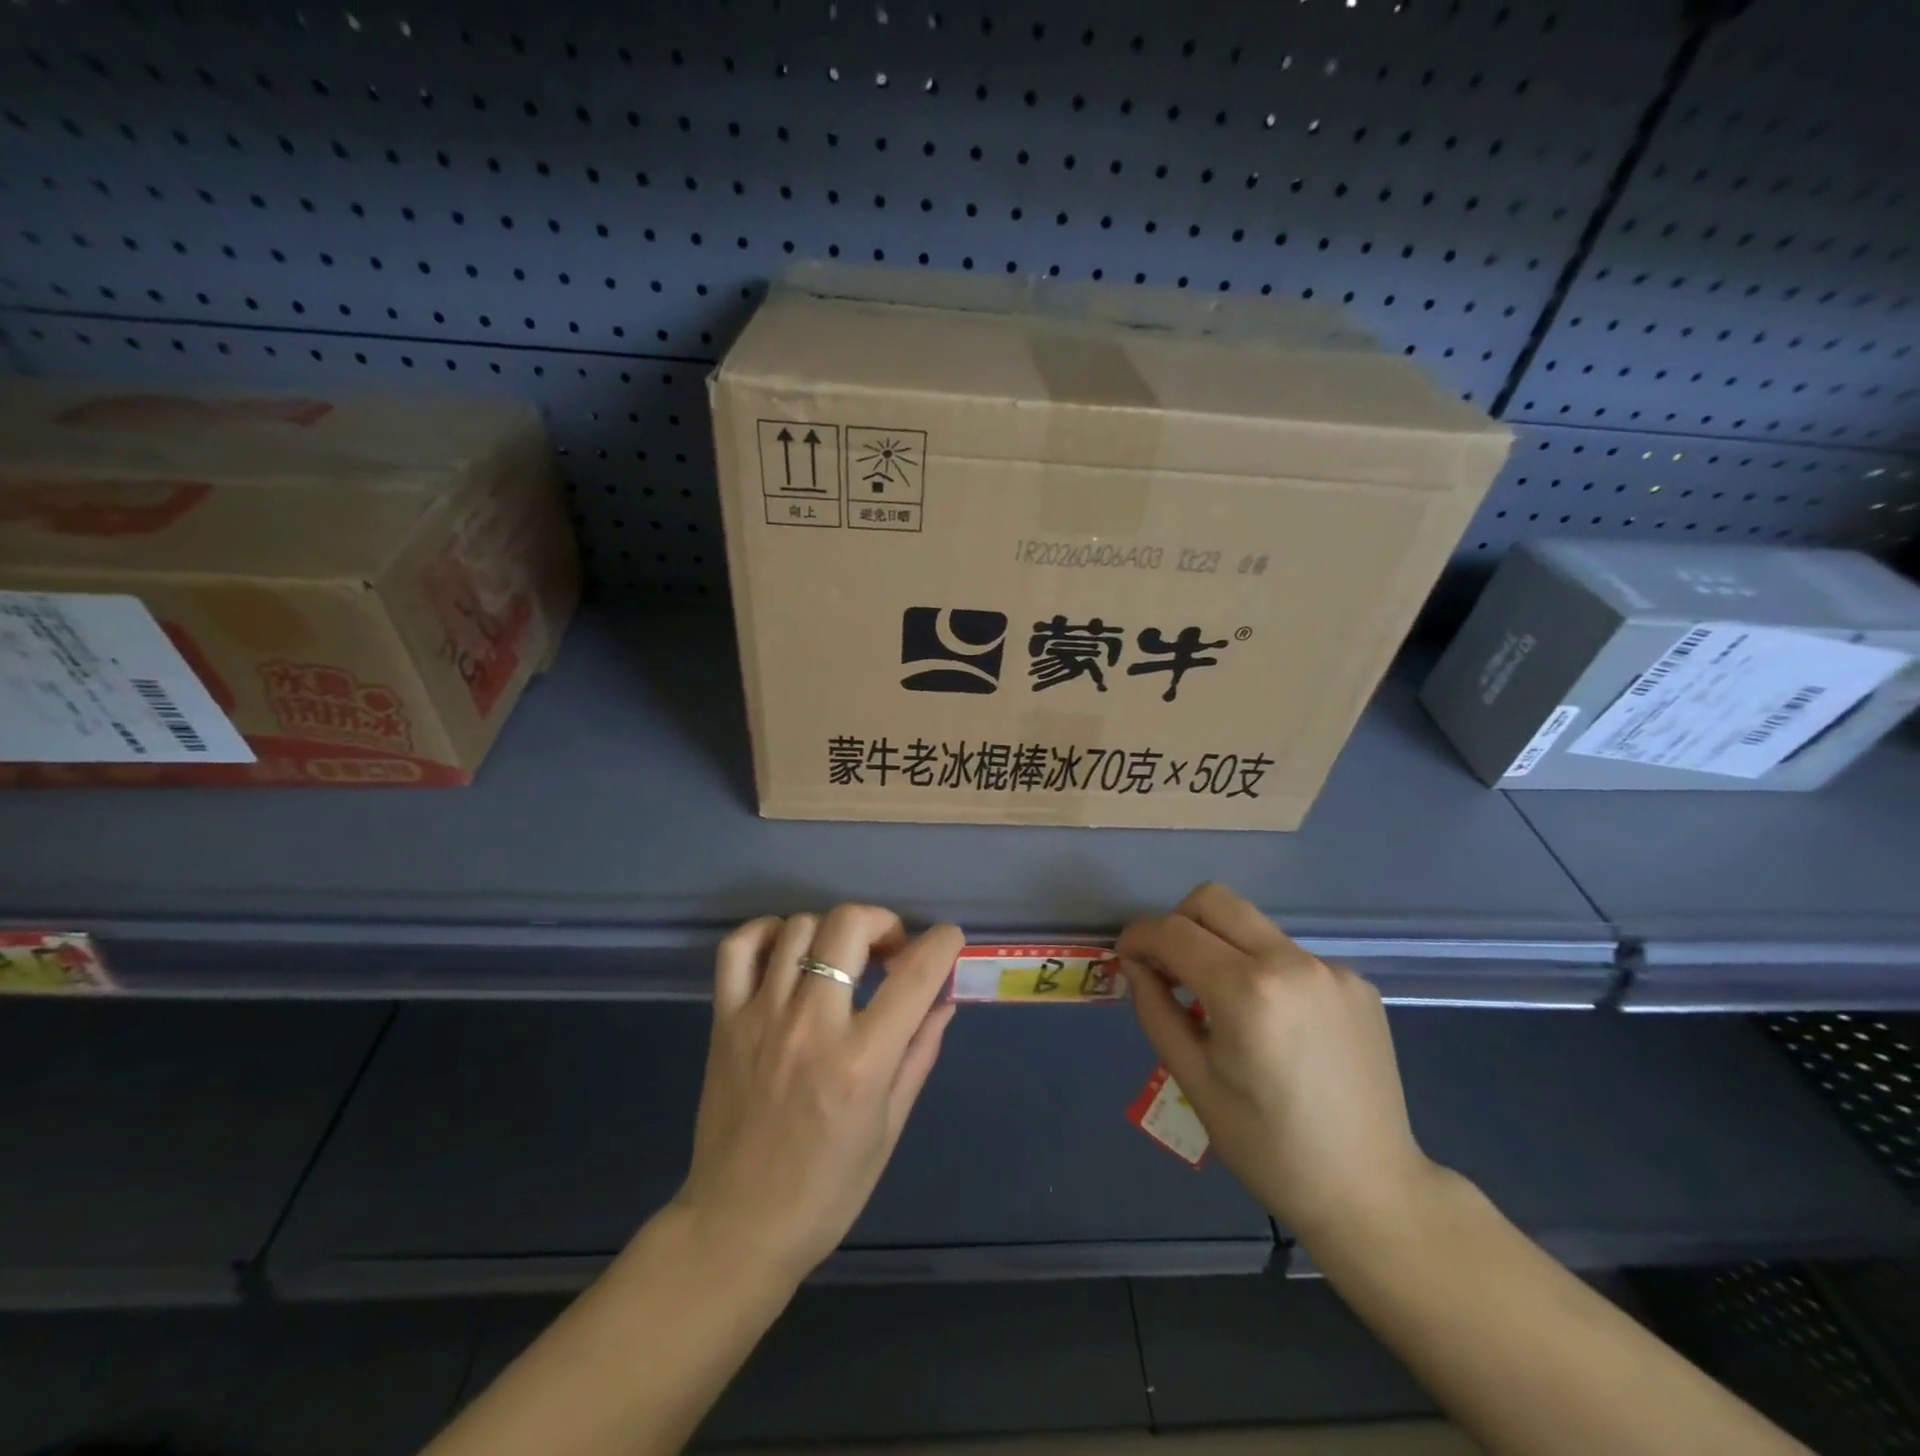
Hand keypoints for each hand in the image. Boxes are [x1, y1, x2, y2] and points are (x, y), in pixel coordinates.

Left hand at [671, 905, 961, 1282]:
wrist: (739, 1226)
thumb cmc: (828, 1188)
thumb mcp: (890, 1125)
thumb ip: (919, 1052)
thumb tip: (944, 999)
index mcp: (862, 1060)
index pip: (915, 975)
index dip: (942, 943)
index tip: (948, 940)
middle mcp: (812, 1025)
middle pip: (847, 926)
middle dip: (881, 923)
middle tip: (888, 952)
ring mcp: (762, 1017)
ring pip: (798, 928)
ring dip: (832, 933)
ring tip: (840, 960)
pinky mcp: (725, 1021)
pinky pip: (739, 949)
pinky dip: (766, 934)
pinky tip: (786, 951)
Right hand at [1118, 883, 1436, 1240]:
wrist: (1372, 1191)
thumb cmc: (1269, 1147)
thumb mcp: (1194, 1081)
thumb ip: (1156, 1010)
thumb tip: (1136, 965)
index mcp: (1247, 992)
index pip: (1173, 931)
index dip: (1139, 936)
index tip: (1126, 957)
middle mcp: (1292, 962)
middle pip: (1214, 900)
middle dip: (1177, 922)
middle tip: (1168, 966)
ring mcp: (1331, 969)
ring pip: (1253, 926)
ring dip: (1221, 946)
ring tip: (1221, 1002)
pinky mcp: (1357, 982)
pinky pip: (1290, 956)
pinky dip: (1264, 971)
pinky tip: (1274, 1023)